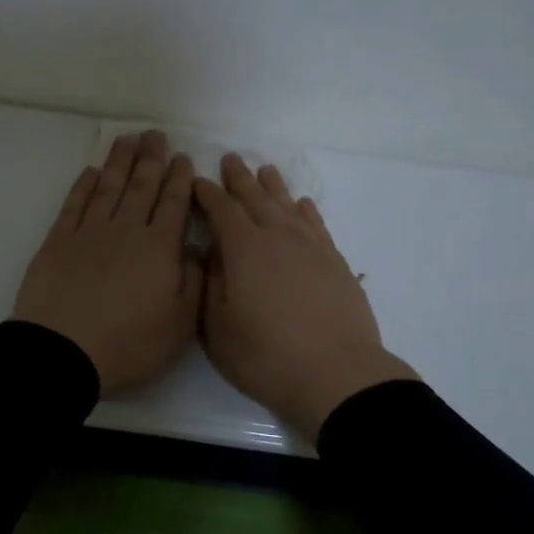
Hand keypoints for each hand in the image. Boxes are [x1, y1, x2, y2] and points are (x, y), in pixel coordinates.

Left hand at [14, 130, 202, 394]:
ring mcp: (89, 232)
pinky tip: (91, 172)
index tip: (183, 157)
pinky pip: (74, 204)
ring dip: (120, 161)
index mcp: (159, 248)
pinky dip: (84, 185)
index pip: (173, 203)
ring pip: (109, 187)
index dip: (179, 178)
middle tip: (156, 134)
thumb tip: (196, 248)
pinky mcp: (58, 241)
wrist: (62, 352)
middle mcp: (126, 230)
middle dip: (151, 158)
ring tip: (128, 139)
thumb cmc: (128, 343)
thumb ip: (194, 281)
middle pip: (141, 186)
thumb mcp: (180, 323)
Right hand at [194, 154, 414, 438]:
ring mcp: (311, 247)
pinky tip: (302, 205)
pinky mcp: (335, 261)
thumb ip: (211, 282)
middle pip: (255, 198)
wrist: (336, 374)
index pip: (221, 209)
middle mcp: (278, 237)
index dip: (207, 193)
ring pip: (287, 205)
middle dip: (239, 178)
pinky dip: (306, 210)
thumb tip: (212, 252)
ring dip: (273, 186)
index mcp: (244, 249)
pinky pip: (316, 224)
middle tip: (230, 159)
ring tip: (265, 169)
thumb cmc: (266, 356)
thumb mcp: (218, 327)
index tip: (197, 180)